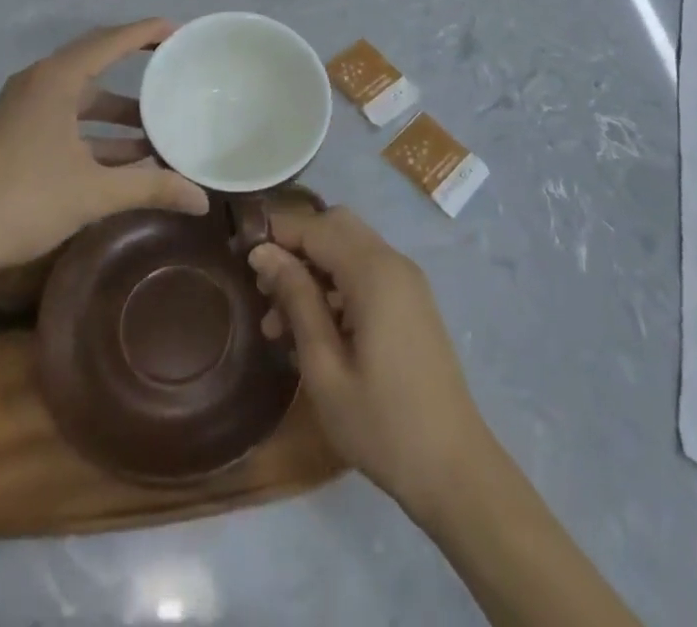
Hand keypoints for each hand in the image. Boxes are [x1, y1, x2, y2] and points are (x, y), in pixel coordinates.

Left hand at [0, 20, 209, 277]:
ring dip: (118, 112)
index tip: (181, 33)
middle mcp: (39, 83)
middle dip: (137, 67)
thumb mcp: (93, 193)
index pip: (112, 40)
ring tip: (158, 129)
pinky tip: (124, 159)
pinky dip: (96, 132)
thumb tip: (203, 199)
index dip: (148, 32)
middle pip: (97, 61)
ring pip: (82, 98)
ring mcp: (23, 108)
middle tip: (174, 72)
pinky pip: (66, 119)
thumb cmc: (20, 201)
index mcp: (57, 79)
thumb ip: (151, 188)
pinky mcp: (14, 133)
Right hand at [248, 207, 490, 516]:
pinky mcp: (411, 303)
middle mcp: (393, 263)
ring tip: (275, 323)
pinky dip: (335, 286)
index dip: (277, 234)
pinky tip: (310, 331)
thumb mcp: (325, 367)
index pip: (316, 227)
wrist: (455, 470)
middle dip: (296, 247)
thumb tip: (263, 253)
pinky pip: (366, 273)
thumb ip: (296, 300)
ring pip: (349, 249)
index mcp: (374, 273)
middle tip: (263, 288)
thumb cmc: (382, 425)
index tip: (241, 258)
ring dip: (313, 270)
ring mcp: (407, 282)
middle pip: (335, 226)